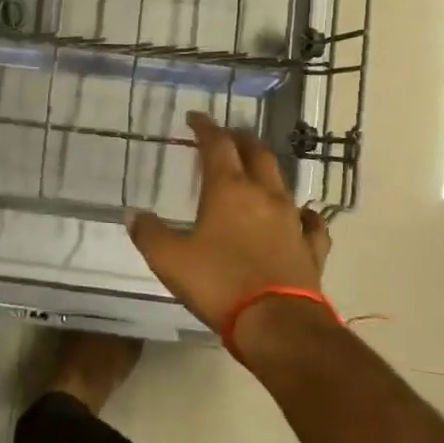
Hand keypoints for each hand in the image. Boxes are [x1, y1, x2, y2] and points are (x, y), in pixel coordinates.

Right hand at [127, 111, 331, 332]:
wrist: (277, 324)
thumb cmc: (218, 282)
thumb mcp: (169, 259)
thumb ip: (149, 233)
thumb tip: (132, 214)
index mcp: (228, 189)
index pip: (217, 144)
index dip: (205, 127)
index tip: (195, 117)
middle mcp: (263, 195)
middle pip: (256, 154)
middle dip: (239, 140)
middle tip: (226, 137)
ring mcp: (292, 221)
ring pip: (282, 182)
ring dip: (266, 171)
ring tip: (255, 171)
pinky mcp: (311, 249)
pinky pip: (310, 222)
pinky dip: (302, 213)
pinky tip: (301, 215)